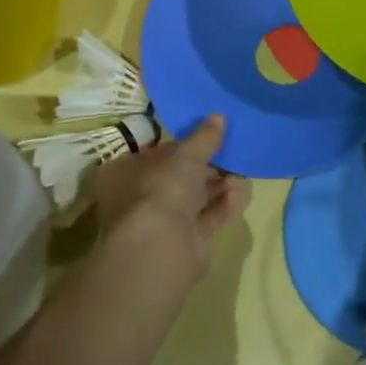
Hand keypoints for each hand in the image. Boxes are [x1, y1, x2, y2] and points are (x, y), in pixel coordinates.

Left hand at [89, 115, 249, 283]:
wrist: (162, 247)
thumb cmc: (161, 189)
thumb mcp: (185, 155)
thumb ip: (203, 138)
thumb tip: (218, 117)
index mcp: (124, 174)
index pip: (153, 154)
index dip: (180, 146)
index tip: (205, 137)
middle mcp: (137, 199)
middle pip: (176, 178)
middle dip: (205, 167)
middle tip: (229, 154)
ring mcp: (160, 224)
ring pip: (193, 199)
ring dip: (217, 185)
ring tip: (241, 172)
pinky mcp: (183, 243)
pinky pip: (206, 218)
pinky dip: (222, 205)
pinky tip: (240, 192)